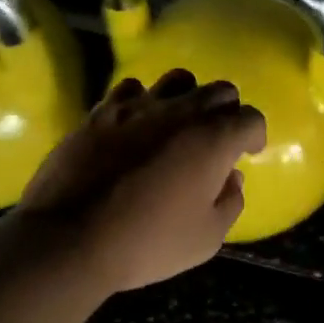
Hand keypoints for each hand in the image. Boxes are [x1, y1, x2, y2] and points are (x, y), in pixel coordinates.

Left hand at [15, 70, 266, 293]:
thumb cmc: (147, 243)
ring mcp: (139, 106)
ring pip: (179, 79)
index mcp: (213, 139)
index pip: (251, 118)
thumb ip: (229, 203)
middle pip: (220, 90)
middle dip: (227, 111)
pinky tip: (137, 124)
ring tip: (179, 123)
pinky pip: (132, 89)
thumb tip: (232, 177)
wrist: (69, 238)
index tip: (248, 152)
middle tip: (218, 138)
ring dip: (188, 97)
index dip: (254, 135)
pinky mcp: (103, 111)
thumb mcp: (205, 239)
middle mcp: (182, 111)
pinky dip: (143, 101)